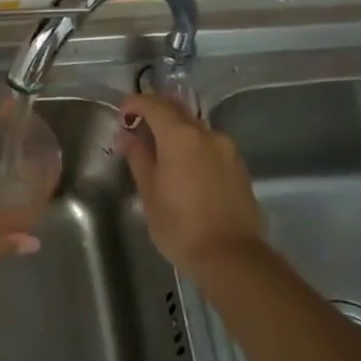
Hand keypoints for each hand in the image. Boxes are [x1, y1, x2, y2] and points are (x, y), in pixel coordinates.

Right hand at [116, 92, 265, 277]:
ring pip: (195, 127)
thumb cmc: (180, 227)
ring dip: (175, 130)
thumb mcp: (150, 193)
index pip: (154, 105)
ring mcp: (227, 149)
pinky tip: (184, 166)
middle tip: (137, 127)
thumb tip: (127, 136)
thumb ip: (138, 158)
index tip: (121, 114)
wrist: (231, 256)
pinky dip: (193, 145)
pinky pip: (210, 144)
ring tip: (159, 150)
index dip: (134, 104)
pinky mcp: (238, 166)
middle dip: (155, 112)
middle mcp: (207, 134)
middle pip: (177, 110)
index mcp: (181, 136)